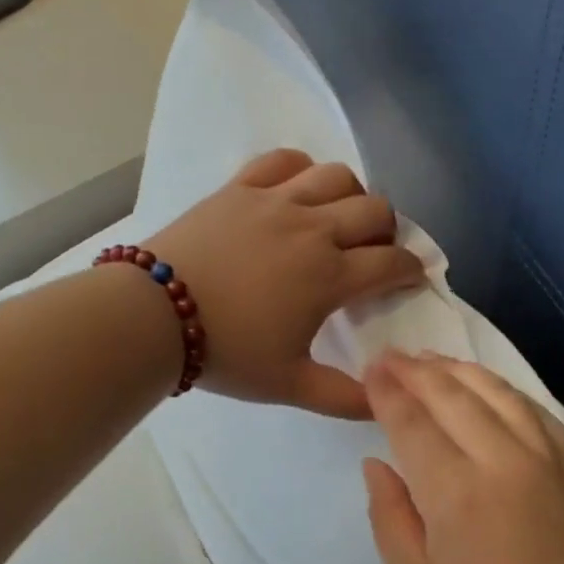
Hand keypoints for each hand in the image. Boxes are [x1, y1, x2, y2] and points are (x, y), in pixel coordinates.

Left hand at [148, 150, 424, 419]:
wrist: (153, 317)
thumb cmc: (227, 352)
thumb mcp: (290, 385)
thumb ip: (344, 398)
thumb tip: (385, 403)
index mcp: (330, 276)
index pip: (392, 263)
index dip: (410, 271)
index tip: (409, 280)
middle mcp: (313, 228)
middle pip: (375, 210)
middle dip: (388, 232)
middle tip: (375, 254)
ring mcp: (275, 201)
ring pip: (337, 176)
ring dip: (352, 196)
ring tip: (339, 219)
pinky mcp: (240, 187)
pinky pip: (284, 160)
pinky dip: (301, 170)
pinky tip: (297, 191)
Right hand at [362, 351, 563, 563]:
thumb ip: (390, 520)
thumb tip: (376, 464)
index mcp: (456, 494)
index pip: (412, 423)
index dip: (387, 393)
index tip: (369, 371)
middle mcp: (502, 459)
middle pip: (451, 395)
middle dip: (414, 371)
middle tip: (388, 356)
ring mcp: (546, 455)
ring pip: (494, 390)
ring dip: (455, 369)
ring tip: (428, 360)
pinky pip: (532, 407)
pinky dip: (500, 387)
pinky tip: (484, 385)